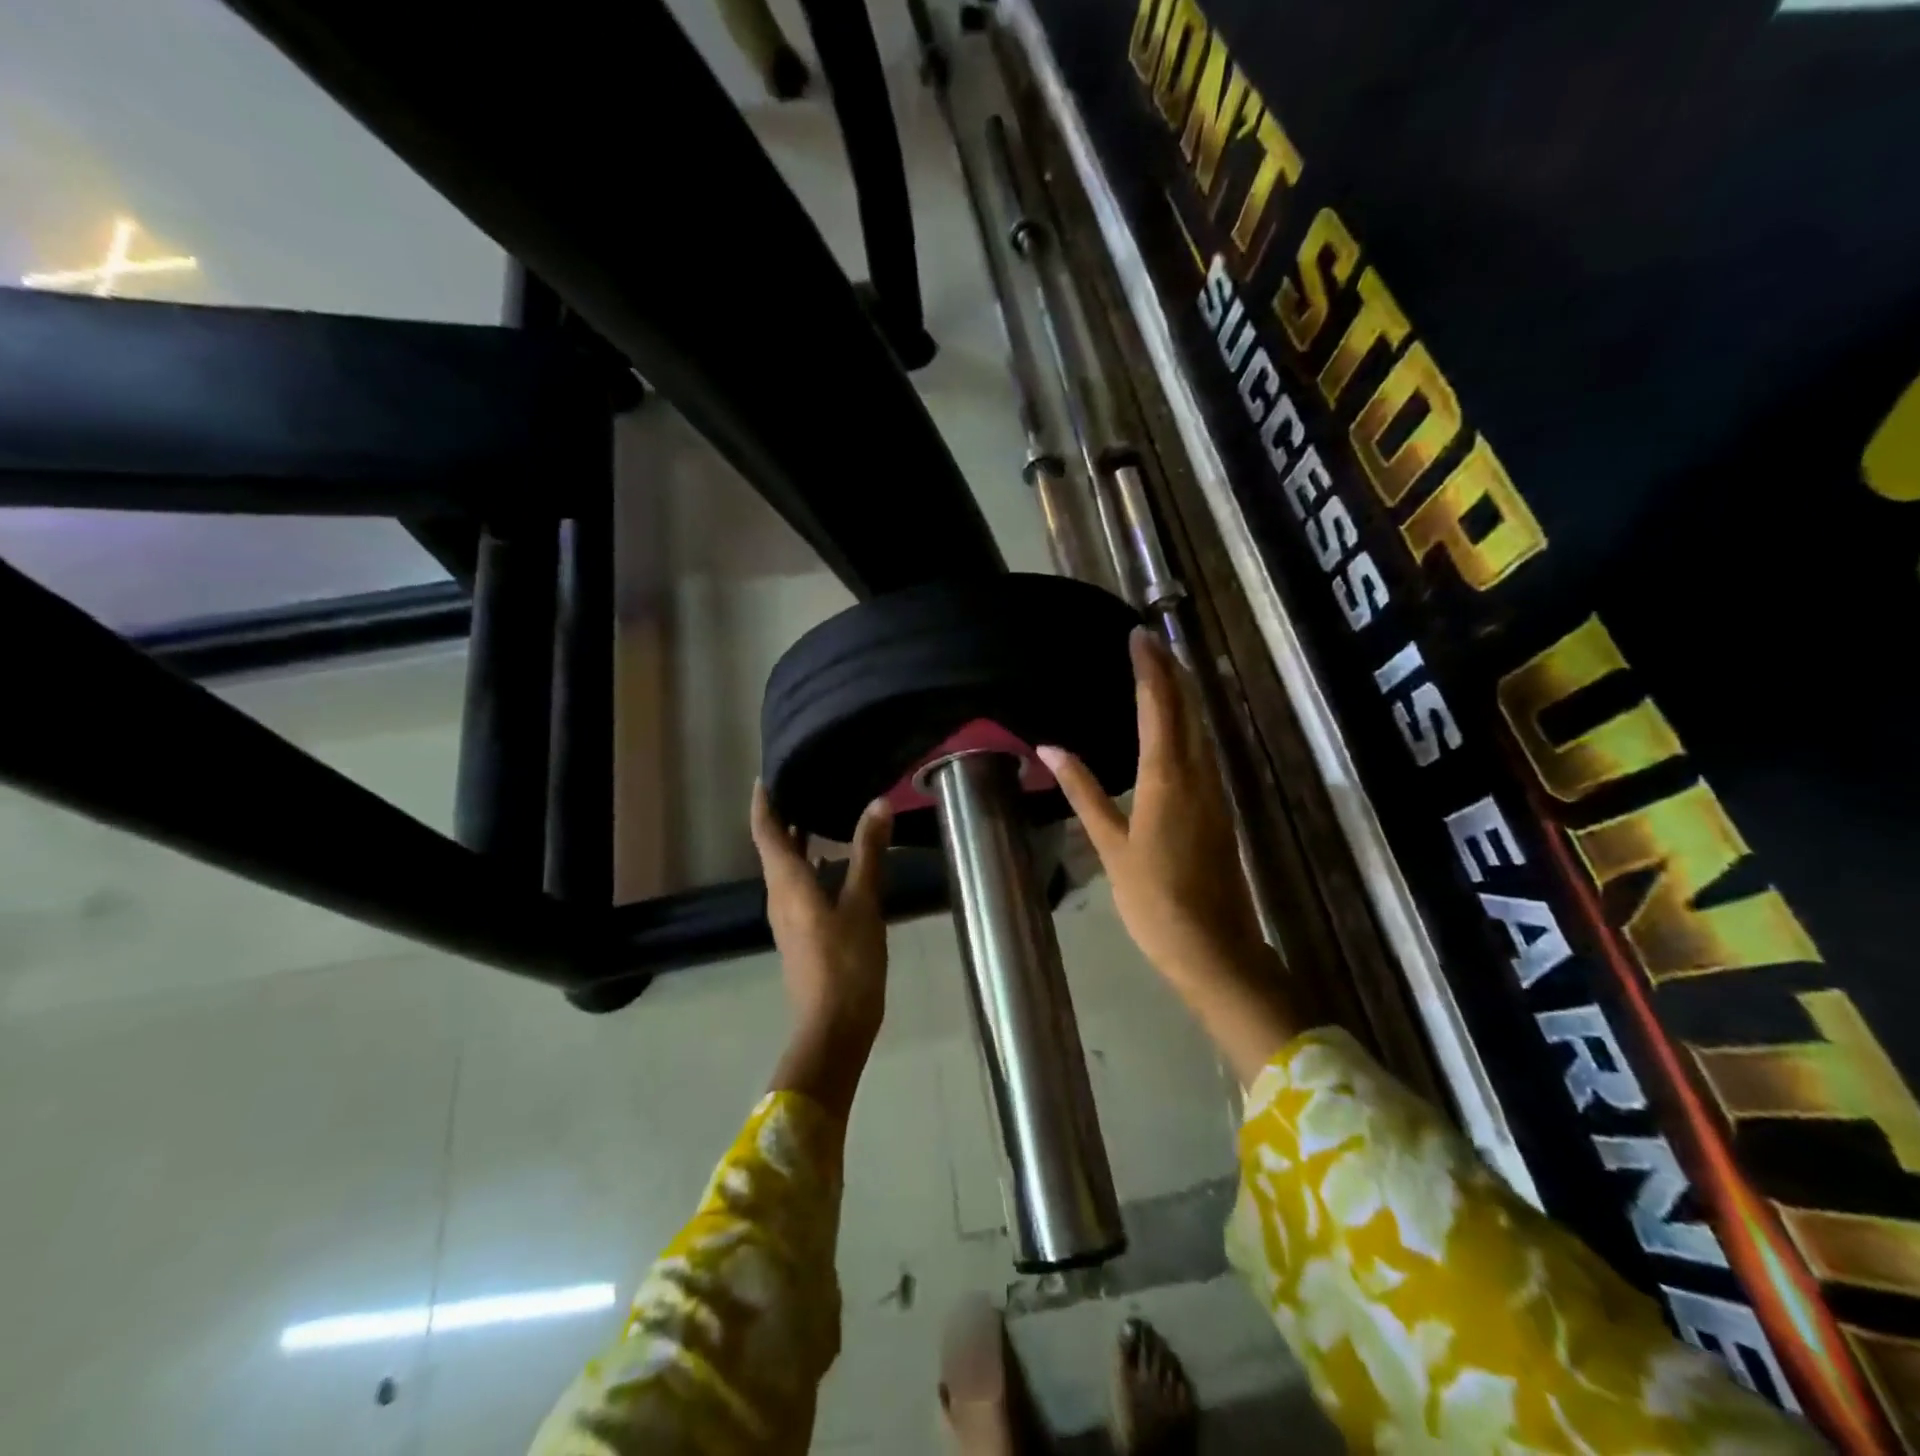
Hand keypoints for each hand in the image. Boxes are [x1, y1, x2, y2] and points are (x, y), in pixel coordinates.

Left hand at [751, 780, 893, 1053]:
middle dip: (781, 817)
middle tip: (802, 784)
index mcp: (787, 884)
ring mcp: (788, 918)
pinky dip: (810, 864)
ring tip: (820, 813)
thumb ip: (868, 853)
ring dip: (796, 841)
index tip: (766, 776)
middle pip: (773, 849)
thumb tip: (877, 803)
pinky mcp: (801, 933)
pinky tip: (835, 862)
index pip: (766, 832)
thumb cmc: (846, 963)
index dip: (764, 803)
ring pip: (786, 869)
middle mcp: (780, 896)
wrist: (834, 1028)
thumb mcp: (863, 904)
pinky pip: (798, 886)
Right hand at [1039, 629, 1298, 1082]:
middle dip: (1170, 670)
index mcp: (1167, 777)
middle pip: (1188, 708)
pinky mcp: (1221, 807)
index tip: (1137, 636)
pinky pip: (1204, 749)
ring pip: (1201, 726)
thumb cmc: (1154, 899)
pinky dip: (1189, 723)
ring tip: (1160, 669)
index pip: (1159, 706)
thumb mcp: (1111, 846)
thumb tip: (1049, 748)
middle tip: (1149, 641)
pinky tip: (1177, 725)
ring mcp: (1216, 790)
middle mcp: (1198, 773)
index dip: (1149, 668)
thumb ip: (1083, 792)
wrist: (1214, 947)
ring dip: (1183, 693)